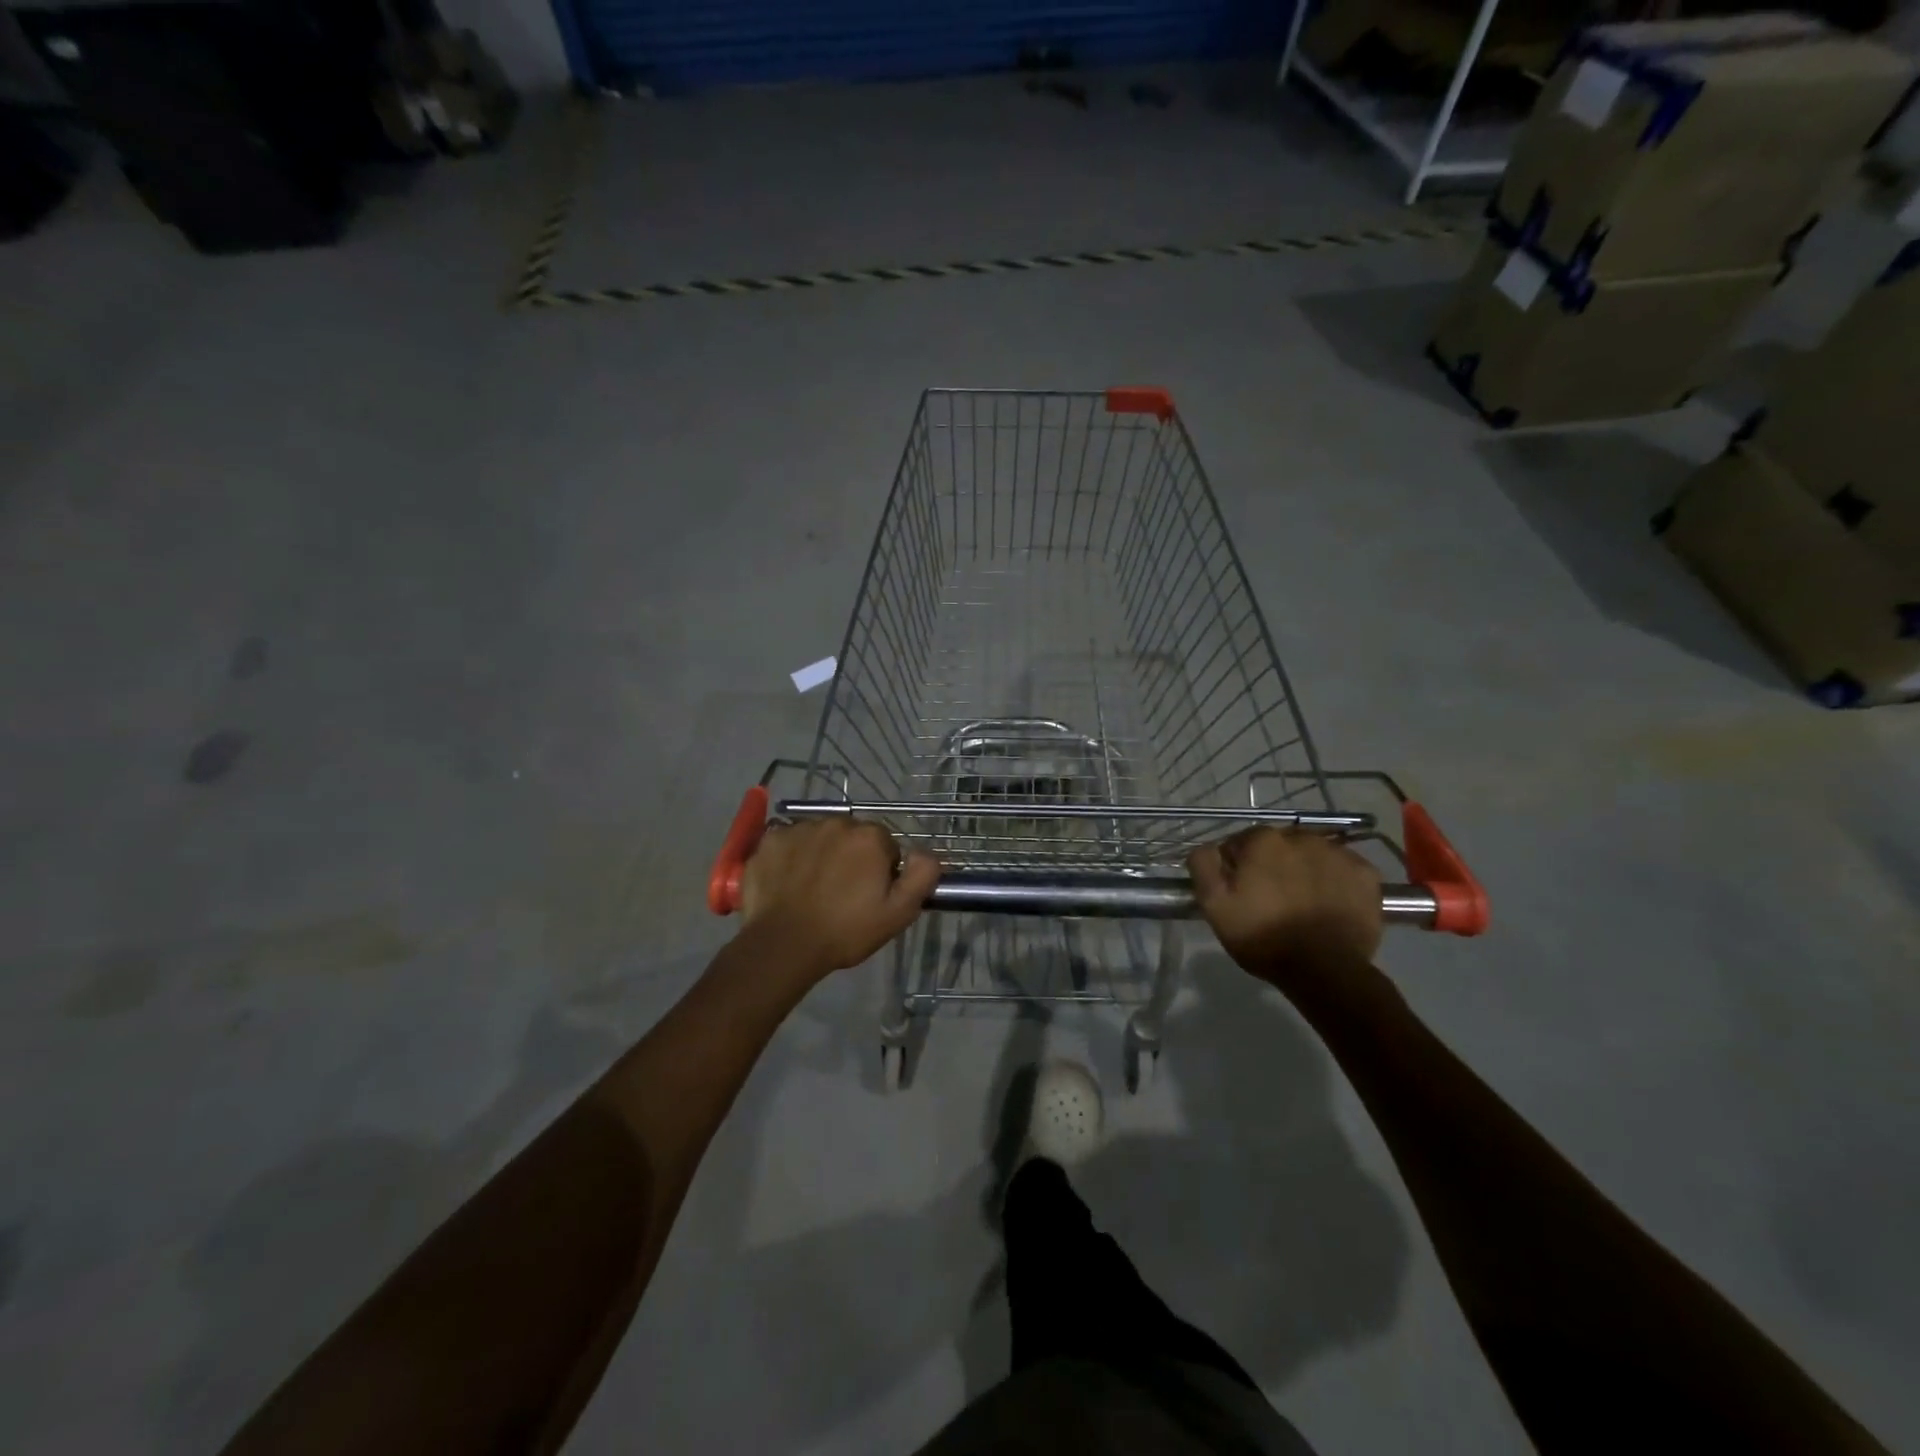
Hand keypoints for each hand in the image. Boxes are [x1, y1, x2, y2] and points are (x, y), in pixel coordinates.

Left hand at [739, 818, 940, 978]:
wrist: (784, 945)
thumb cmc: (846, 931)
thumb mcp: (899, 913)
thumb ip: (922, 876)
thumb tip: (926, 852)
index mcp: (870, 837)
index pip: (884, 846)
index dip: (880, 871)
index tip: (869, 895)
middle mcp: (836, 822)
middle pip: (851, 836)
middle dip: (851, 858)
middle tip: (842, 894)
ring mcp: (799, 828)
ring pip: (820, 837)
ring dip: (821, 854)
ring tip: (813, 889)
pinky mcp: (770, 840)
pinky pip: (788, 841)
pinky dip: (790, 856)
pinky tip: (788, 883)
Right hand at [1189, 828, 1382, 992]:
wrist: (1325, 972)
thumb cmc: (1263, 937)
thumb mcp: (1214, 905)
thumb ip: (1203, 865)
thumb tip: (1210, 847)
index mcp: (1263, 840)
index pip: (1241, 843)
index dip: (1237, 867)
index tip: (1240, 891)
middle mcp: (1302, 837)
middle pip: (1279, 845)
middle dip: (1272, 864)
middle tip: (1272, 898)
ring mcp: (1339, 853)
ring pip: (1312, 854)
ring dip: (1304, 869)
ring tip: (1302, 902)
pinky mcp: (1366, 874)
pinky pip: (1343, 868)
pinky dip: (1335, 880)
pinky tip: (1329, 903)